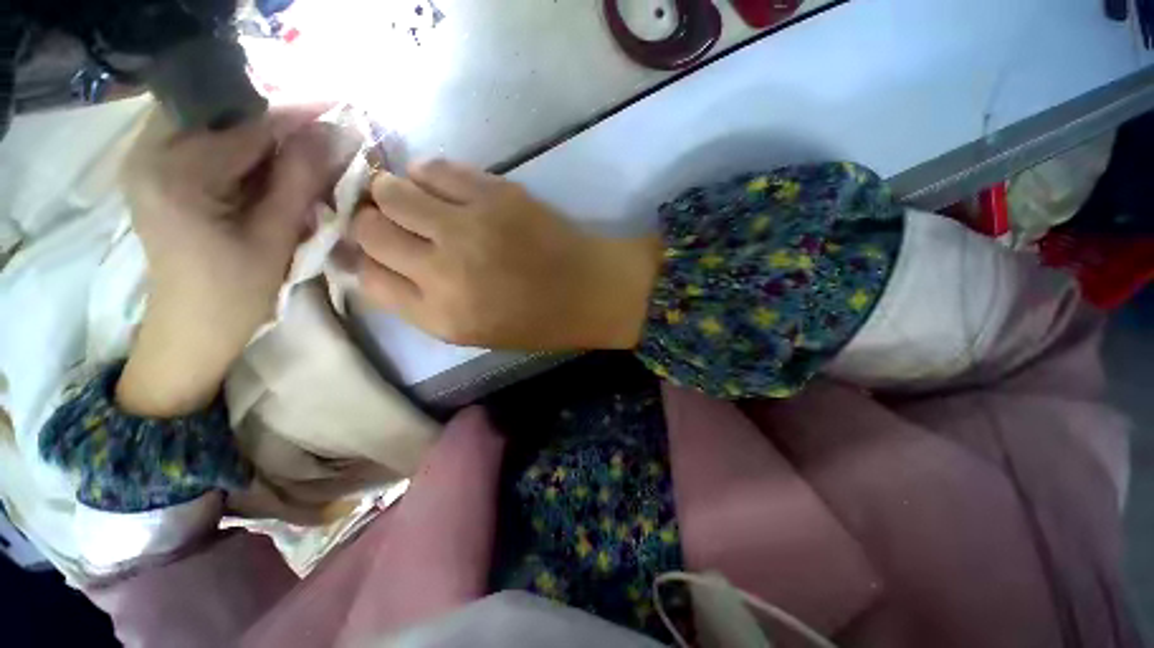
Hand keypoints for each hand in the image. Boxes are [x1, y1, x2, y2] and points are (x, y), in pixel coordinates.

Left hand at [116, 107, 358, 415]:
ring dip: (264, 132)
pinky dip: (247, 146)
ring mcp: (149, 158)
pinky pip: (208, 139)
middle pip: (224, 110)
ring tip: (303, 152)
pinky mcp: (160, 169)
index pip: (245, 122)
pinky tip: (273, 164)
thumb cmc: (234, 293)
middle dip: (277, 118)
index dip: (296, 111)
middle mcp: (150, 151)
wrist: (191, 328)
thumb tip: (335, 136)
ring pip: (217, 121)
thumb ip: (300, 180)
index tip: (339, 104)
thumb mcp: (275, 237)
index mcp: (175, 173)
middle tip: (323, 133)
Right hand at [352, 160, 661, 349]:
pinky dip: (427, 176)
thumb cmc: (536, 320)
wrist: (589, 290)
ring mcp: (467, 226)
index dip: (365, 262)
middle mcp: (443, 270)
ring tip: (415, 203)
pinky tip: (443, 190)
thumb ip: (422, 303)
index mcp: (441, 316)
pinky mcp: (493, 193)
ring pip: (390, 191)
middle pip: (368, 229)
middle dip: (372, 225)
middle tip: (393, 224)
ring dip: (392, 194)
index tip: (377, 253)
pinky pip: (433, 168)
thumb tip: (378, 263)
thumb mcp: (472, 331)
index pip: (366, 279)